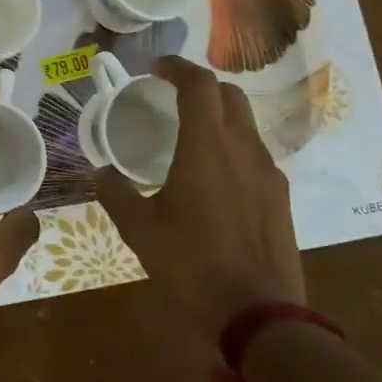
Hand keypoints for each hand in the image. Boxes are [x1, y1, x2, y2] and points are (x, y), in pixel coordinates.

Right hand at [96, 56, 304, 344]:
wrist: (260, 314)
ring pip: (245, 124)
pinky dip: (232, 148)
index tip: (155, 68)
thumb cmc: (192, 265)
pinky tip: (213, 180)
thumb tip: (102, 173)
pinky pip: (255, 155)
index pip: (198, 84)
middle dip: (200, 86)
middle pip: (228, 95)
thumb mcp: (140, 230)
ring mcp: (268, 173)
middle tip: (171, 98)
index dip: (177, 67)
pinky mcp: (280, 197)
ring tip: (189, 140)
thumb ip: (116, 195)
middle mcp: (242, 149)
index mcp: (206, 147)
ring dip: (218, 117)